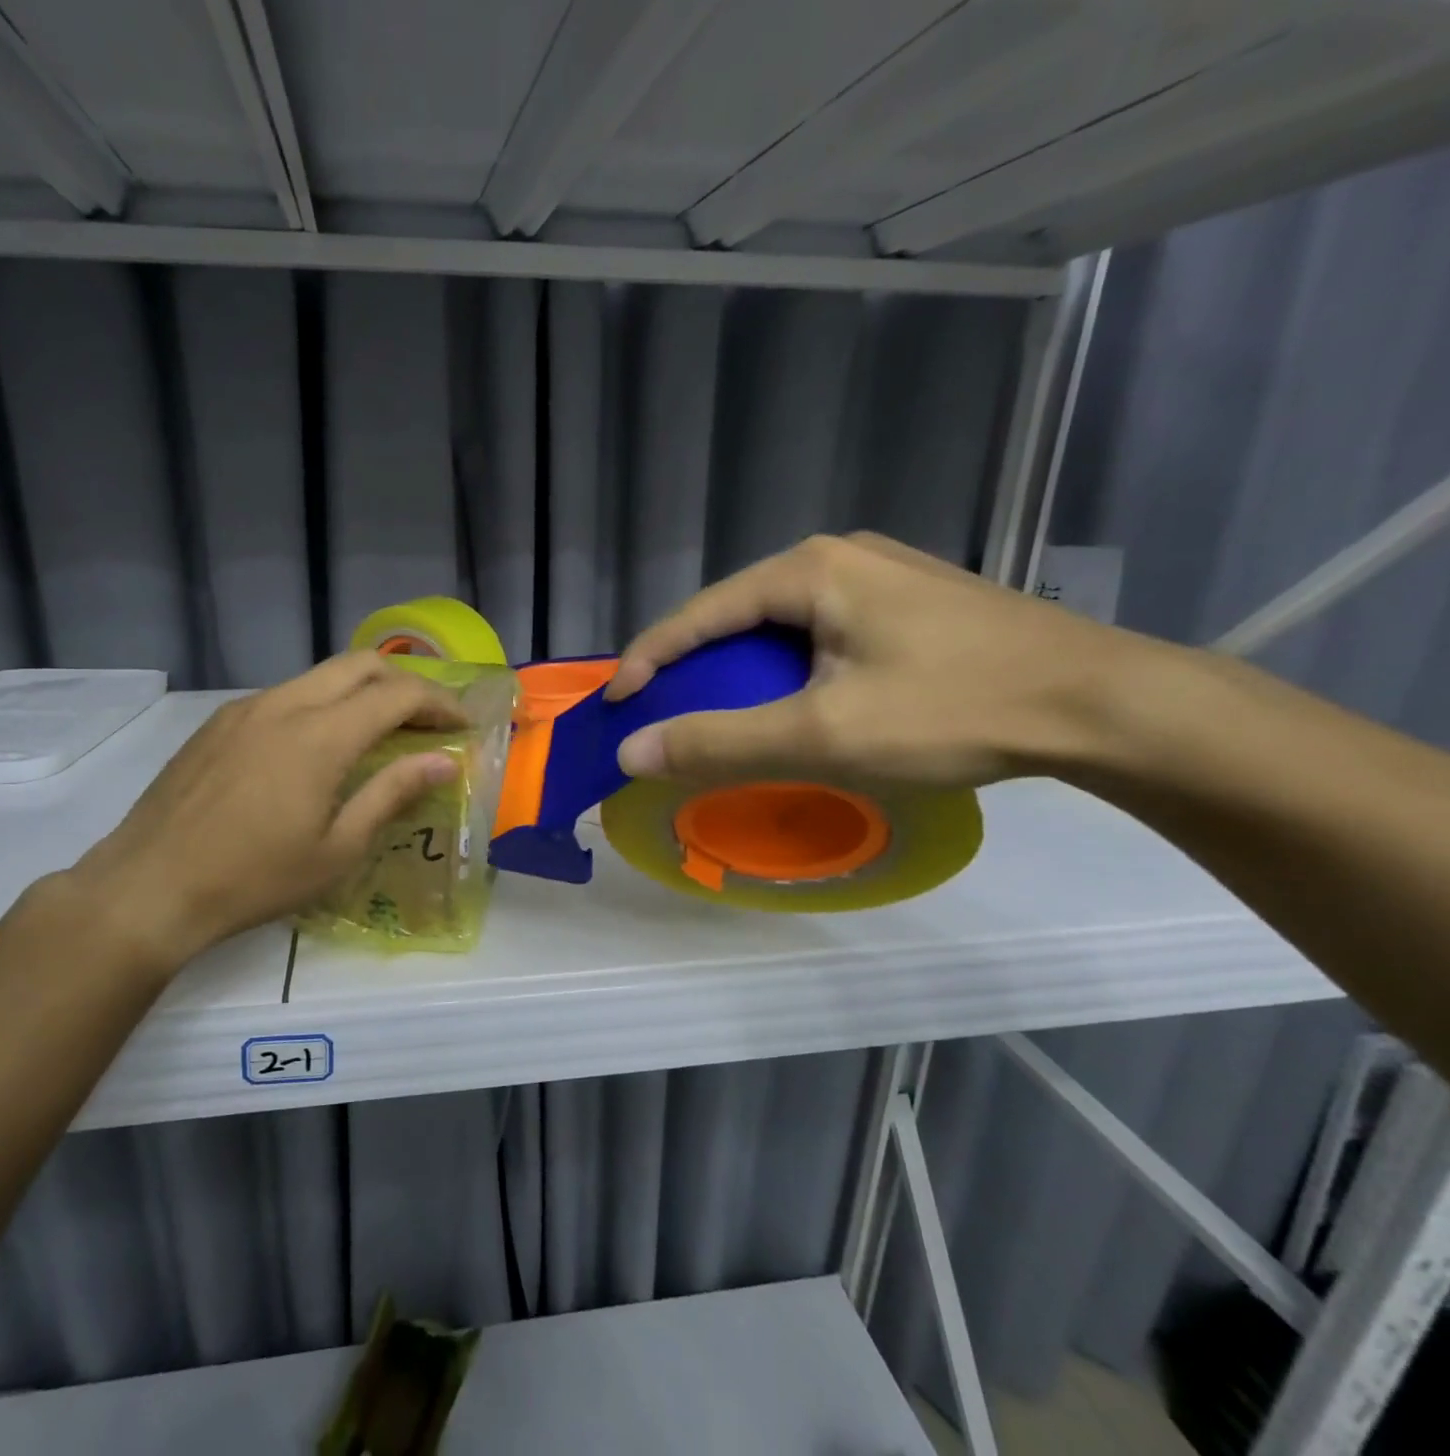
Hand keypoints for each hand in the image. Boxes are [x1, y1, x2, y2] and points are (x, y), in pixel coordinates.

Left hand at [64, 653, 464, 970]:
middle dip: (404, 682)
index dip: (439, 703)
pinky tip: (318, 747)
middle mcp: (285, 705)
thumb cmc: (254, 879)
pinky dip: (321, 704)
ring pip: (319, 676)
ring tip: (378, 731)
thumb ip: (392, 794)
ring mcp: (245, 708)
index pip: (398, 695)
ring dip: (361, 691)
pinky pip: (284, 694)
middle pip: (360, 664)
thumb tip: (443, 761)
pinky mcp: (218, 723)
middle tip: (426, 719)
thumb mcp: (337, 849)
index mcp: (321, 736)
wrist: (149, 887)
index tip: (461, 725)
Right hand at [605, 532, 1151, 788]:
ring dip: (740, 667)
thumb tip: (631, 753)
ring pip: (778, 623)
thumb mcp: (821, 734)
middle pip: (735, 614)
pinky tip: (792, 697)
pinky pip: (818, 629)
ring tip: (720, 711)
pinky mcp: (909, 601)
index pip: (698, 614)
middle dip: (692, 665)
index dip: (647, 660)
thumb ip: (718, 743)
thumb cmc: (953, 712)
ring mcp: (878, 573)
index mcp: (808, 570)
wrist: (1103, 705)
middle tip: (664, 713)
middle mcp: (838, 556)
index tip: (615, 705)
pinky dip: (784, 666)